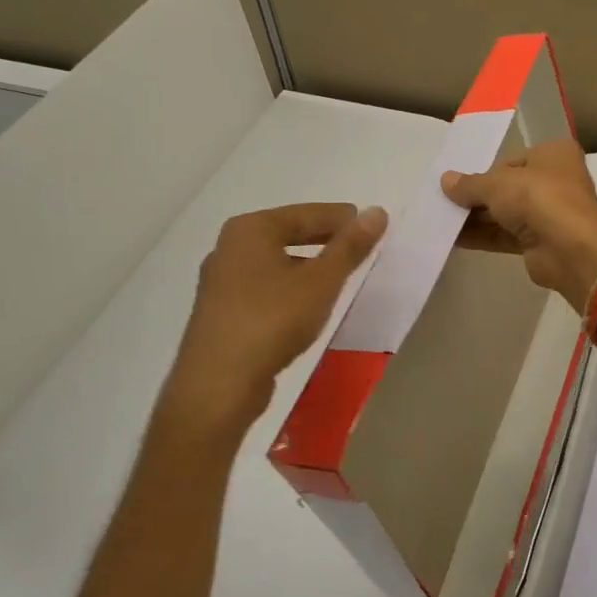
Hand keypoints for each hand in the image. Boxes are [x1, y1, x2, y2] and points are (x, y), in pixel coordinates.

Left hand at [154, 202, 387, 437]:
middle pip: (288, 233)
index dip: (343, 218)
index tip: (371, 226)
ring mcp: (221, 280)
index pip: (307, 213)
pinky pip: (264, 285)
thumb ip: (351, 246)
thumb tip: (377, 212)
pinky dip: (290, 285)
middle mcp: (230, 246)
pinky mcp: (221, 310)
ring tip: (339, 277)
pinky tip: (307, 304)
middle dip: (325, 239)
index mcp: (251, 229)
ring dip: (307, 264)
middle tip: (359, 248)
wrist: (219, 384)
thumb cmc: (273, 320)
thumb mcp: (322, 281)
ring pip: (275, 261)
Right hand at [441, 140, 596, 308]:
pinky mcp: (541, 242)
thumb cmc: (539, 199)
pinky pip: (506, 235)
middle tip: (444, 202)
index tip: (458, 182)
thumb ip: (470, 184)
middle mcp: (556, 180)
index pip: (512, 160)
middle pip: (508, 187)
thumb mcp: (498, 184)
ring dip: (476, 218)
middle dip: (478, 197)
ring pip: (506, 213)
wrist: (571, 250)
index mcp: (554, 154)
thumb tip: (445, 180)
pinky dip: (483, 236)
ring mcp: (549, 213)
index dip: (485, 172)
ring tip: (441, 221)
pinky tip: (453, 239)